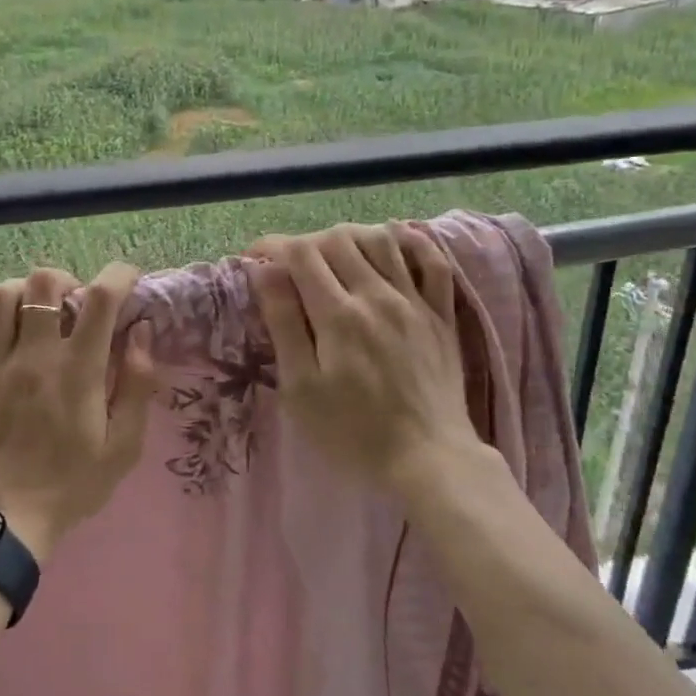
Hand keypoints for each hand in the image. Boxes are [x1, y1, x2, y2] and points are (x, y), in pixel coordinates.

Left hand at [0, 264, 159, 563]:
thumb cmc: (69, 485)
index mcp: (76, 370)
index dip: (118, 276)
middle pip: (43, 283)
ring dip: (21, 292)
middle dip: (64, 281)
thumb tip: (141, 332)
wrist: (1, 523)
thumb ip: (137, 385)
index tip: (126, 280)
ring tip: (29, 311)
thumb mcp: (123, 447)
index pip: (100, 299)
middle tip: (70, 303)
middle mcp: (31, 355)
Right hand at [247, 222, 497, 498]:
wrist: (428, 459)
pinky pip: (433, 262)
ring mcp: (414, 302)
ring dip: (351, 237)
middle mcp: (377, 295)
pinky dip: (413, 242)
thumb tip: (266, 272)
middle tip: (292, 266)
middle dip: (307, 242)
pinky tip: (396, 241)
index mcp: (338, 314)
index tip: (255, 259)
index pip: (300, 254)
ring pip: (382, 240)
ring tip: (334, 254)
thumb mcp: (301, 388)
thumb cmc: (352, 432)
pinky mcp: (441, 315)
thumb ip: (284, 324)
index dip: (272, 246)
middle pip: (338, 240)